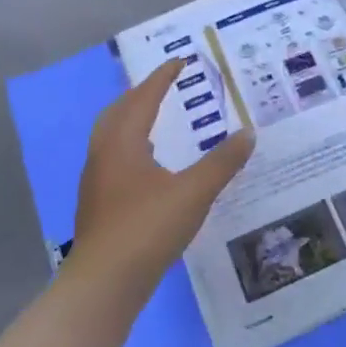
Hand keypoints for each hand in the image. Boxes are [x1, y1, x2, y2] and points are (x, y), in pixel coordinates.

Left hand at [66, 59, 254, 305]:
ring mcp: (96, 181)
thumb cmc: (147, 229)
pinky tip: (147, 165)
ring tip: (155, 118)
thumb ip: (222, 162)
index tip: (180, 61)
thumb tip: (249, 132)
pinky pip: (113, 158)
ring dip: (132, 120)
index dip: (162, 77)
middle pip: (119, 111)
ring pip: (111, 136)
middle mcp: (103, 154)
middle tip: (164, 84)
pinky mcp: (98, 205)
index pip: (143, 97)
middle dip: (141, 94)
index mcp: (122, 142)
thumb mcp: (194, 193)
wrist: (103, 285)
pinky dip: (130, 146)